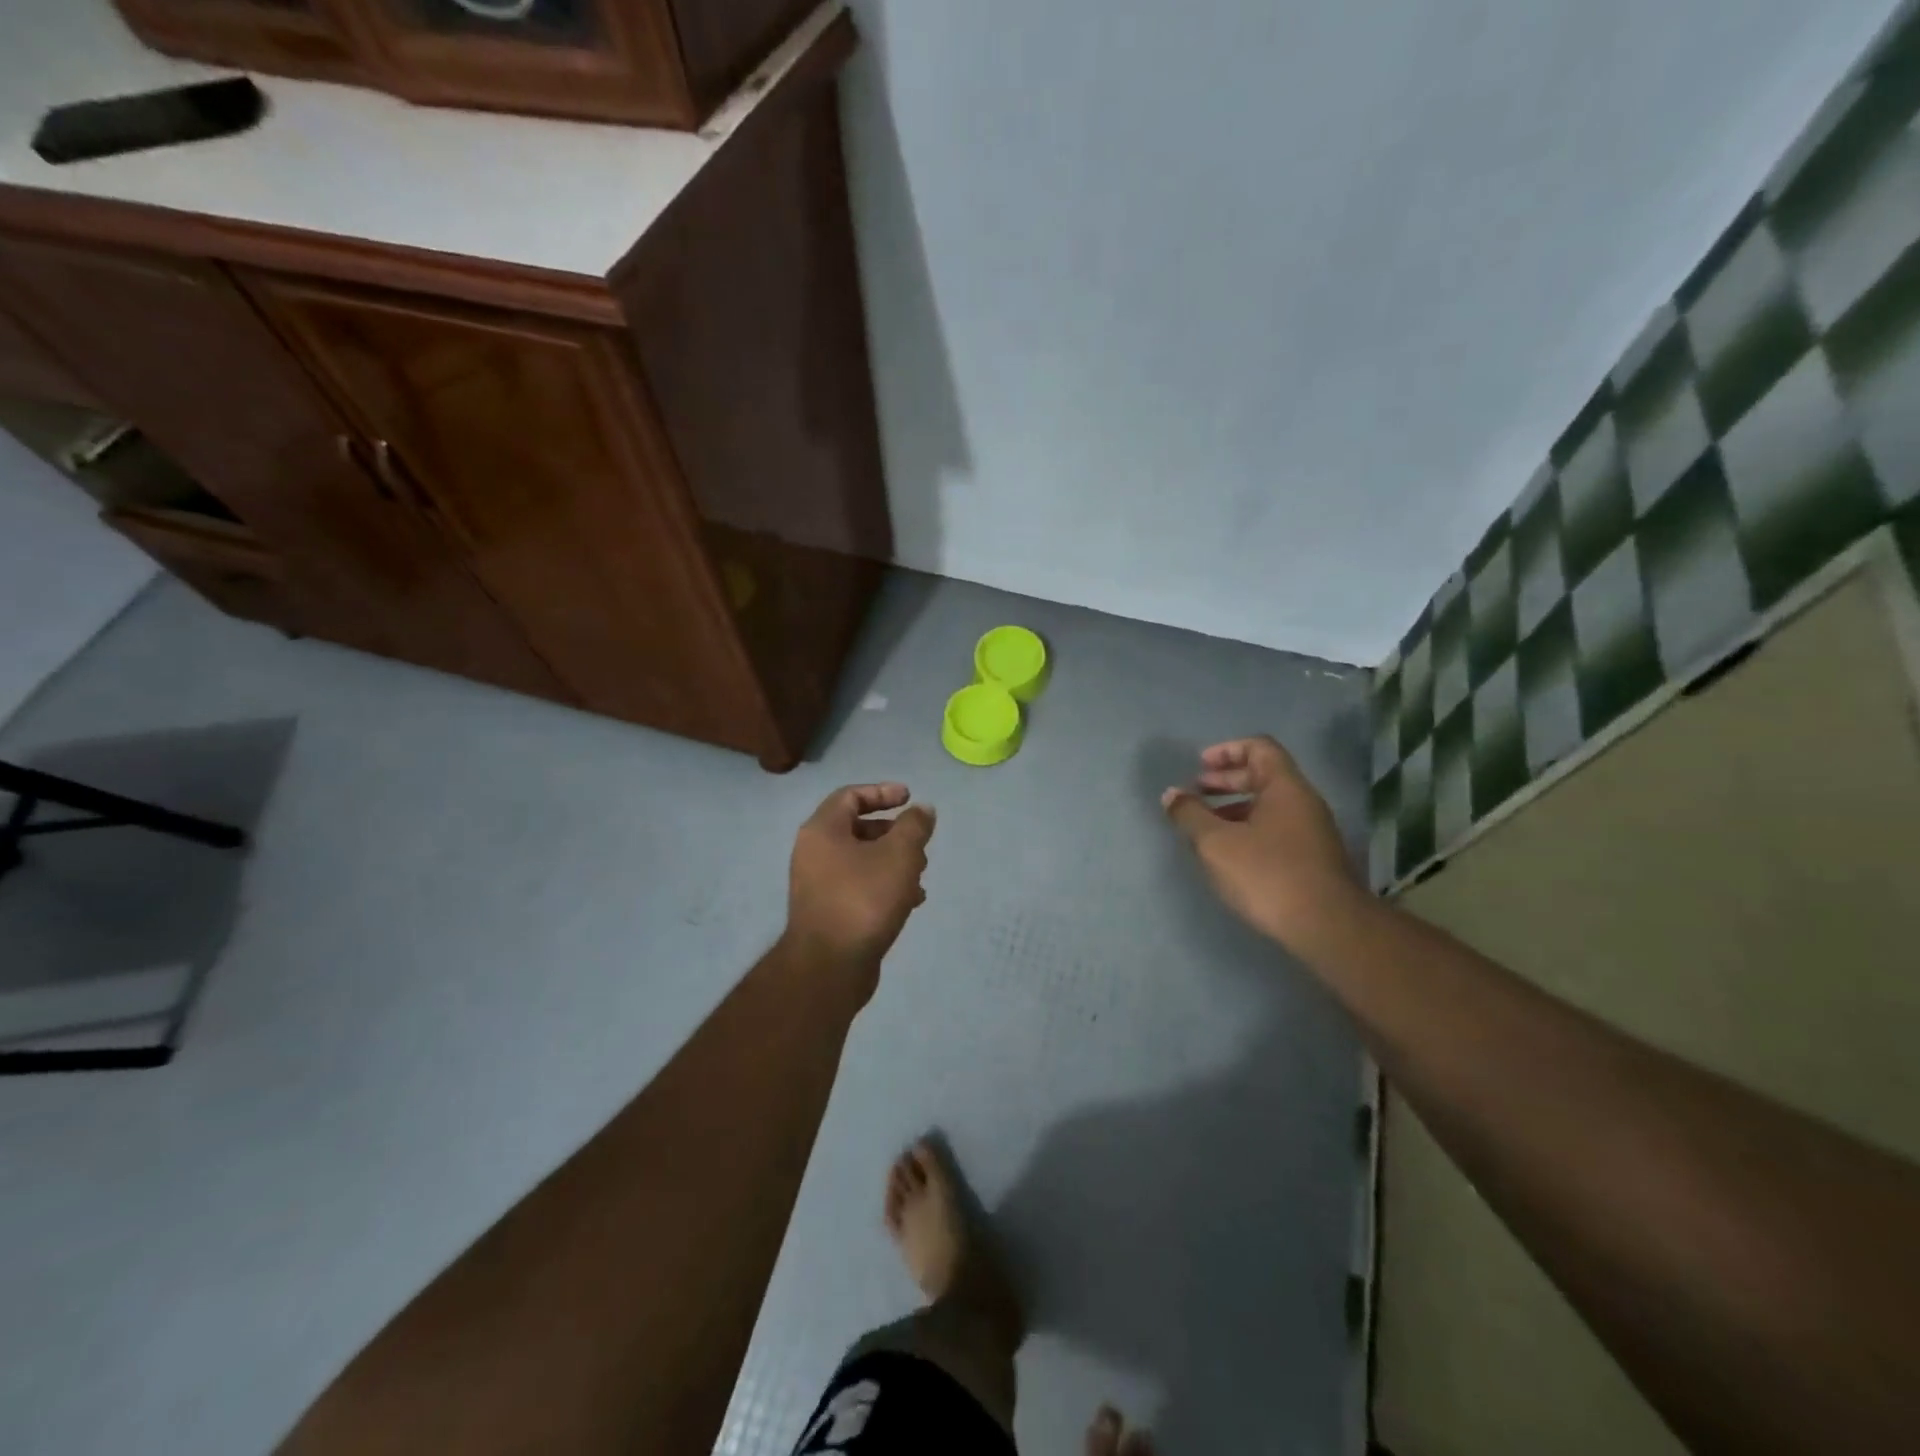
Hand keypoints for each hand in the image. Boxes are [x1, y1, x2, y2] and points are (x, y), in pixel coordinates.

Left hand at [786, 783, 935, 974]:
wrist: (830, 966)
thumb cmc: (864, 899)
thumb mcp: (899, 855)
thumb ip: (914, 826)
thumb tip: (922, 809)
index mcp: (822, 830)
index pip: (850, 795)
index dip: (882, 792)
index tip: (910, 798)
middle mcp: (813, 853)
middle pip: (856, 828)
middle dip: (893, 832)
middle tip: (919, 842)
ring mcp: (818, 884)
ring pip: (861, 860)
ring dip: (893, 861)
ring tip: (921, 875)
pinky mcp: (828, 912)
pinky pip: (859, 886)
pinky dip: (884, 885)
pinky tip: (911, 901)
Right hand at [1161, 735, 1362, 946]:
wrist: (1327, 927)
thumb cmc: (1267, 874)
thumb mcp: (1216, 843)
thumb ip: (1190, 815)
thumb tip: (1172, 795)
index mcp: (1285, 787)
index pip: (1259, 748)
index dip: (1227, 751)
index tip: (1199, 766)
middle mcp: (1303, 802)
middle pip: (1263, 776)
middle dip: (1225, 781)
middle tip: (1195, 793)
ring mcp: (1312, 832)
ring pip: (1268, 806)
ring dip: (1234, 808)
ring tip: (1205, 826)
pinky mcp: (1312, 859)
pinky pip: (1275, 829)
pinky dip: (1248, 830)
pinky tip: (1229, 854)